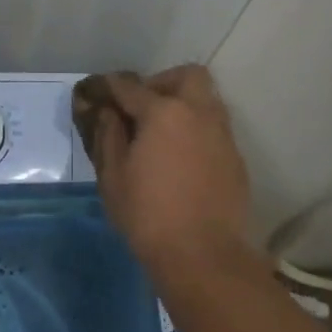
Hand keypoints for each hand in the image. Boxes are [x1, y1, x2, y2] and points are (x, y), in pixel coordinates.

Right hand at [74, 66, 258, 280]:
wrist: (203, 254)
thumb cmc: (148, 215)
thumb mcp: (113, 177)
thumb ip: (108, 135)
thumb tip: (107, 111)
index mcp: (165, 112)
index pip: (130, 87)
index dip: (109, 87)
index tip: (96, 92)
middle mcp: (199, 113)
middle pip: (186, 76)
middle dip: (163, 83)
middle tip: (143, 109)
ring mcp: (222, 134)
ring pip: (206, 100)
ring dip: (183, 105)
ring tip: (161, 135)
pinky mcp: (236, 157)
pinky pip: (215, 129)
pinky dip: (197, 131)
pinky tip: (182, 159)